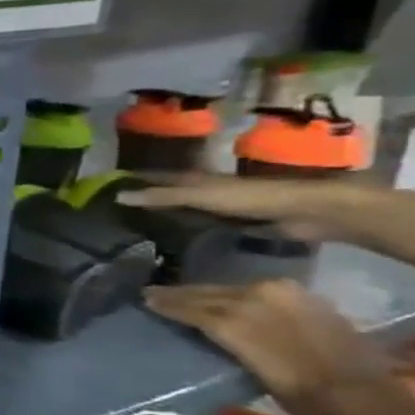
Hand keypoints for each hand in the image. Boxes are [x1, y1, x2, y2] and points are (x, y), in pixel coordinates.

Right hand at [113, 174, 363, 240]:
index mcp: (196, 180)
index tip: (104, 185)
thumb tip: (117, 196)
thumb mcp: (202, 196)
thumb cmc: (254, 198)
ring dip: (164, 213)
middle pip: (168, 192)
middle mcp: (205, 190)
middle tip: (114, 208)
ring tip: (136, 224)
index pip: (156, 177)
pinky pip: (200, 224)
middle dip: (146, 196)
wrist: (310, 211)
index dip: (133, 180)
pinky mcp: (235, 223)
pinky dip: (183, 227)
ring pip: (183, 208)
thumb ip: (163, 196)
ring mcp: (221, 207)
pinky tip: (172, 236)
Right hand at [143, 280, 393, 414]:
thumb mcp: (247, 365)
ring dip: (210, 294)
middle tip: (156, 293)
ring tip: (188, 296)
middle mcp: (261, 295)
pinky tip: (230, 301)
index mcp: (240, 312)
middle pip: (213, 292)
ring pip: (236, 290)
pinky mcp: (310, 302)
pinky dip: (240, 296)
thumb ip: (221, 336)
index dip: (168, 301)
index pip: (194, 304)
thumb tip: (196, 325)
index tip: (144, 298)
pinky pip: (263, 293)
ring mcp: (288, 296)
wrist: (362, 399)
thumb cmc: (298, 392)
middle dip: (184, 294)